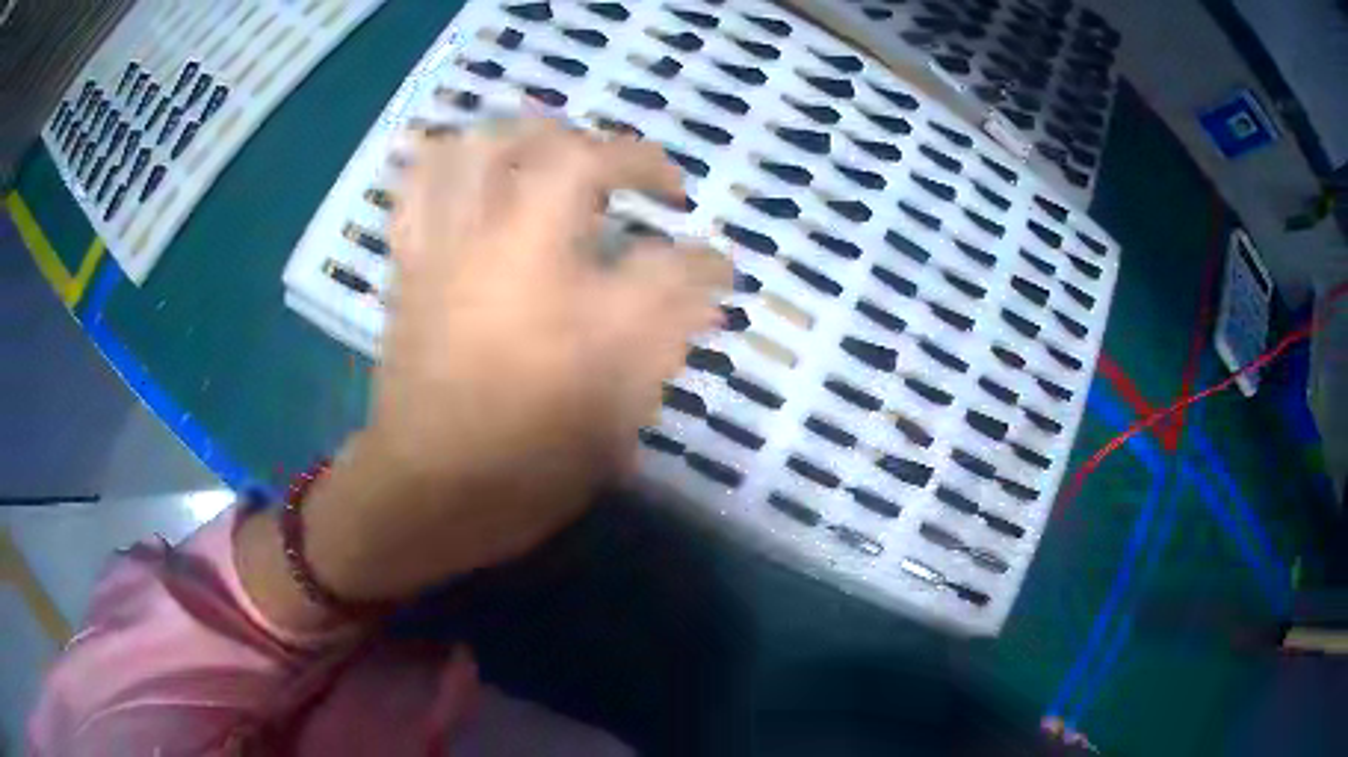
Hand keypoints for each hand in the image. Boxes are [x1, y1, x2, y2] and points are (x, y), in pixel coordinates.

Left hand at [240, 118, 729, 623]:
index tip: (706, 244)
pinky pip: (418, 186)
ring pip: (481, 147)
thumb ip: (669, 334)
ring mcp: (450, 249)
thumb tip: (706, 283)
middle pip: (562, 154)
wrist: (426, 492)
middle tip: (631, 178)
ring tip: (555, 150)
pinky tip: (472, 166)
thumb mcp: (618, 413)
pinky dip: (445, 159)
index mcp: (569, 298)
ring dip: (528, 134)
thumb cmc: (526, 463)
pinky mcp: (411, 264)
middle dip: (612, 152)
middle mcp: (507, 249)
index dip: (697, 247)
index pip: (662, 253)